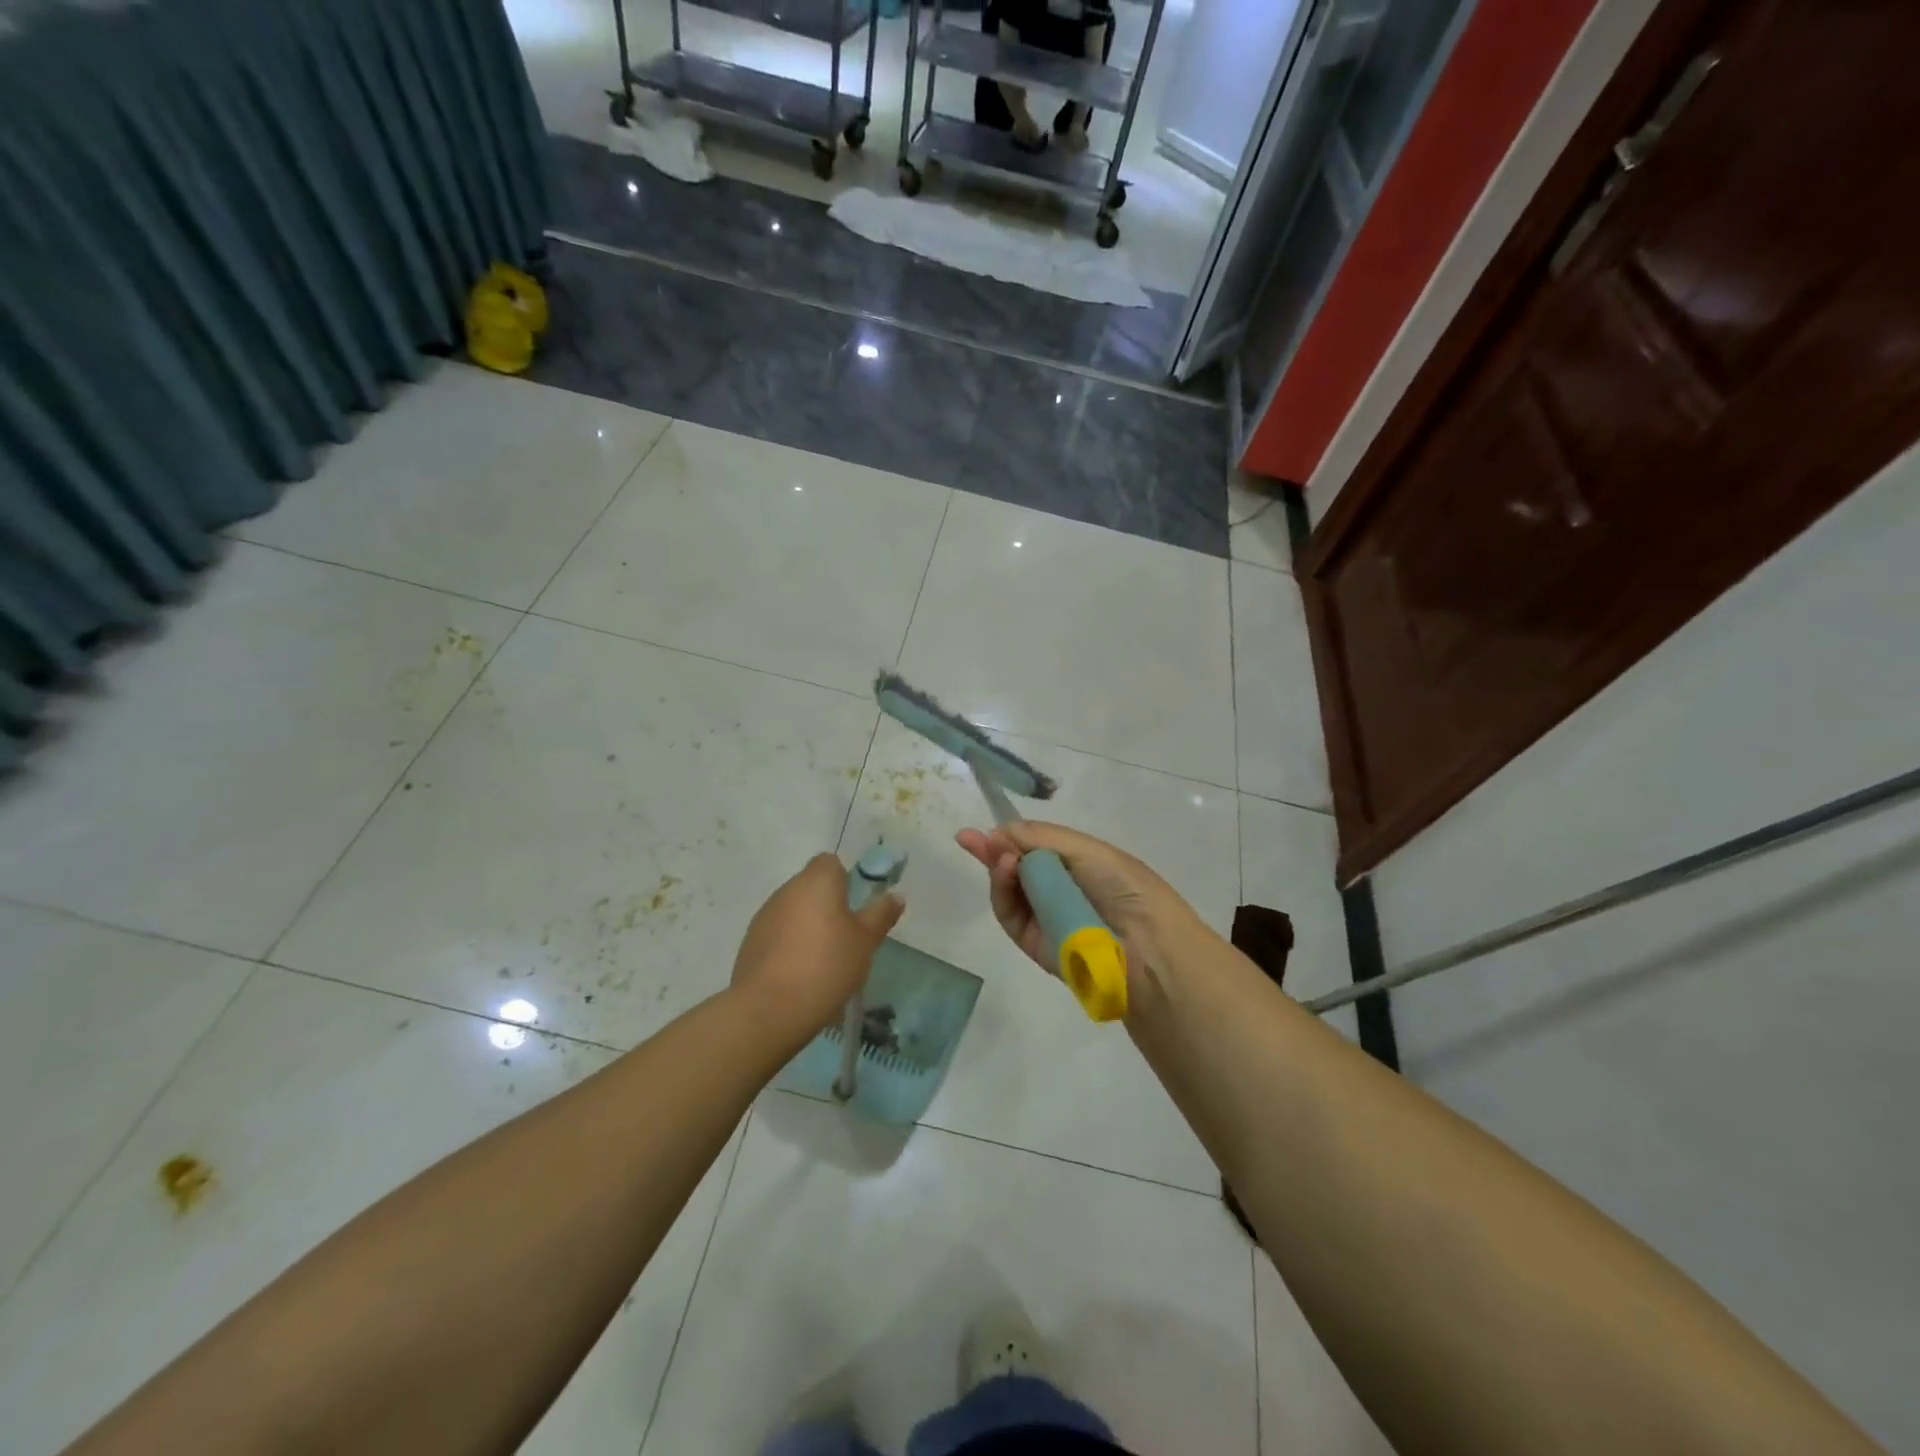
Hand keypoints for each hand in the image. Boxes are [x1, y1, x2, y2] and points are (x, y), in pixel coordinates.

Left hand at [730, 853, 903, 1040]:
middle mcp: (787, 890)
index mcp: (816, 881)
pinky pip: (778, 934)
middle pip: (811, 887)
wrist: (770, 1008)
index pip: (829, 862)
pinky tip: (800, 975)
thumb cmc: (826, 965)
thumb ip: (880, 914)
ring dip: (808, 926)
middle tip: (846, 938)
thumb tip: (895, 895)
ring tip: (823, 961)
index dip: (844, 879)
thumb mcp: (865, 941)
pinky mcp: (750, 943)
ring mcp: (765, 916)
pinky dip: (789, 946)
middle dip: (828, 906)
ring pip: (793, 911)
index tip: (855, 907)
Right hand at [955, 823, 1204, 1004]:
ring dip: (999, 868)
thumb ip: (1040, 838)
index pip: (1034, 847)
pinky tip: (1006, 870)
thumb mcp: (1085, 850)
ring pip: (1008, 890)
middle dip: (993, 850)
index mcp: (1077, 864)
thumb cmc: (1123, 886)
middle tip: (968, 838)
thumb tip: (998, 832)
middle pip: (1016, 867)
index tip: (984, 829)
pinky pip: (1010, 915)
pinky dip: (1002, 891)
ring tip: (999, 855)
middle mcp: (1058, 889)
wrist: (1145, 945)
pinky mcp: (1033, 942)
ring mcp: (1044, 916)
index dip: (1010, 836)